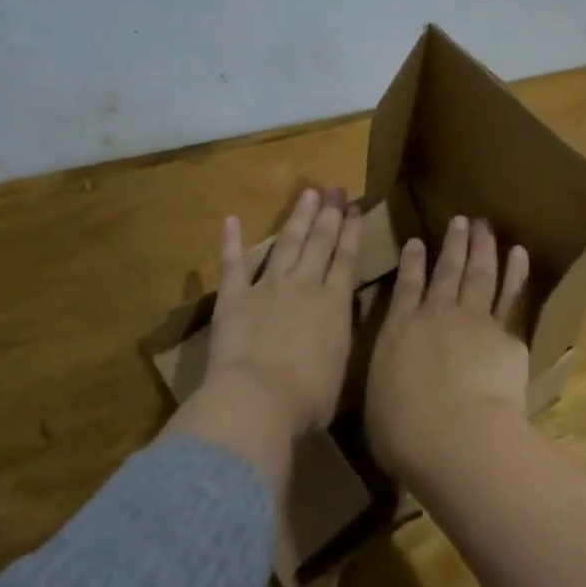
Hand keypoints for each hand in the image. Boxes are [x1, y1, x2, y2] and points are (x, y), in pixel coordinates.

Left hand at [203, 186, 361, 433]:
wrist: (258, 398)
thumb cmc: (308, 397)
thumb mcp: (340, 368)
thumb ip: (338, 340)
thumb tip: (335, 327)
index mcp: (335, 304)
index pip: (346, 259)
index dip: (351, 232)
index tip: (354, 208)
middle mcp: (304, 285)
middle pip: (319, 242)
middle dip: (329, 214)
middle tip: (335, 188)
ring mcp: (267, 287)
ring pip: (286, 244)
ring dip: (297, 218)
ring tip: (307, 193)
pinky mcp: (234, 297)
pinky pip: (232, 264)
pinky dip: (230, 241)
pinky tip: (231, 220)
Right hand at [366, 215, 532, 482]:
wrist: (458, 437)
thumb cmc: (406, 434)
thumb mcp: (379, 405)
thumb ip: (389, 382)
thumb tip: (392, 381)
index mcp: (399, 331)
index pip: (405, 288)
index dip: (411, 264)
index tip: (416, 242)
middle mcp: (436, 316)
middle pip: (447, 271)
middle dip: (453, 244)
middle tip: (461, 221)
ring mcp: (474, 321)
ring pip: (479, 274)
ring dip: (482, 247)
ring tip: (485, 226)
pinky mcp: (506, 335)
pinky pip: (511, 296)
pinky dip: (515, 272)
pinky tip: (519, 254)